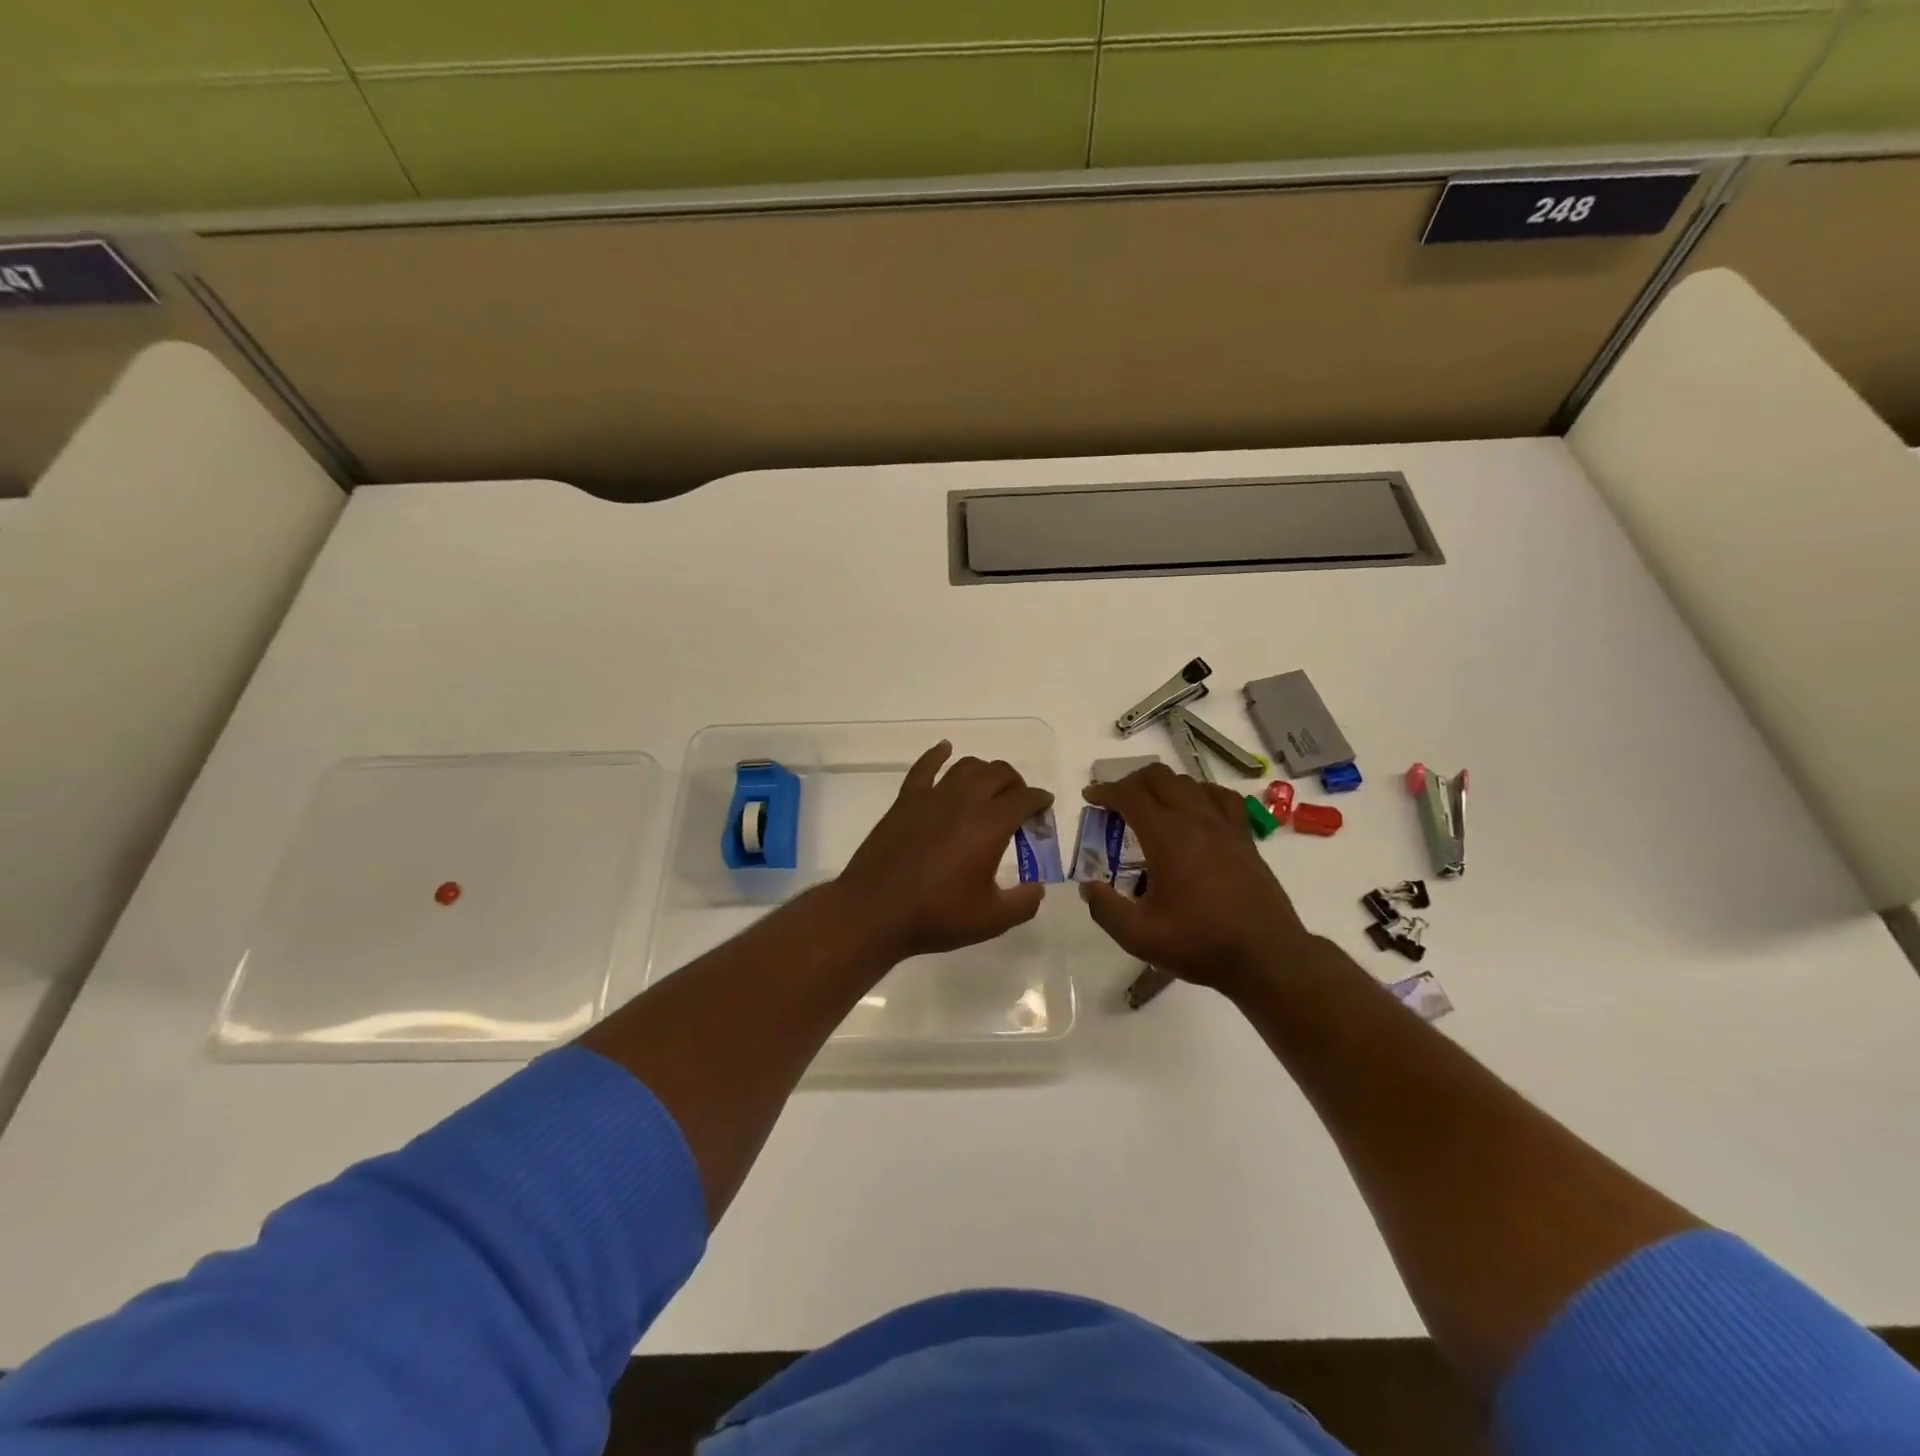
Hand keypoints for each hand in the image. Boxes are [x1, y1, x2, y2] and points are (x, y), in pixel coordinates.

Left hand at [832, 741, 1053, 964]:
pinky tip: (945, 749)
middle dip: (1016, 783)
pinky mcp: (905, 801)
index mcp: (989, 825)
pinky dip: (938, 754)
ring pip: (966, 766)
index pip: (1024, 799)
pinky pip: (924, 767)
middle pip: (998, 773)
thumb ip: (1025, 902)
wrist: (875, 912)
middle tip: (1019, 803)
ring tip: (989, 788)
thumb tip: (1038, 887)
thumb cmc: (936, 916)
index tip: (1044, 809)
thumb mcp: (992, 920)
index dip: (1039, 801)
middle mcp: (963, 801)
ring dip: (985, 772)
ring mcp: (931, 797)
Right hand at [1080, 764, 1313, 995]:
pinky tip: (1196, 811)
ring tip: (1150, 806)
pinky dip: (1200, 794)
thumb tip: (1088, 888)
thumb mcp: (1139, 936)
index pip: (1130, 795)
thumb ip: (1105, 909)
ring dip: (1163, 786)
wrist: (1266, 957)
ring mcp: (1225, 826)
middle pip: (1159, 777)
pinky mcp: (1245, 838)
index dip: (1105, 791)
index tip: (1090, 797)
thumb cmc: (1200, 944)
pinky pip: (1221, 798)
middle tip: (1116, 802)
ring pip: (1189, 782)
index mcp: (1167, 836)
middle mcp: (1196, 820)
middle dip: (1131, 782)